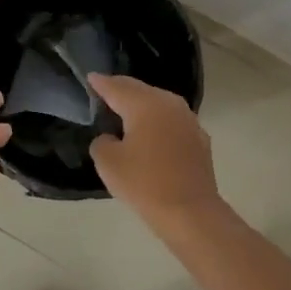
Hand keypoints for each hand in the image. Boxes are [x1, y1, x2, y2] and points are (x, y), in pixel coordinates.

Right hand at [86, 74, 223, 225]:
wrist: (190, 212)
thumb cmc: (145, 183)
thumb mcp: (108, 163)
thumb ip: (102, 142)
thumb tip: (111, 138)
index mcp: (145, 104)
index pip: (117, 87)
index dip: (101, 83)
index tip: (91, 77)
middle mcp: (169, 103)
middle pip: (140, 90)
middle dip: (122, 89)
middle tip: (106, 90)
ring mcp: (188, 120)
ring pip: (159, 103)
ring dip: (142, 104)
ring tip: (126, 110)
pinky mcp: (199, 138)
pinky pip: (172, 121)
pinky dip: (158, 122)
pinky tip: (152, 133)